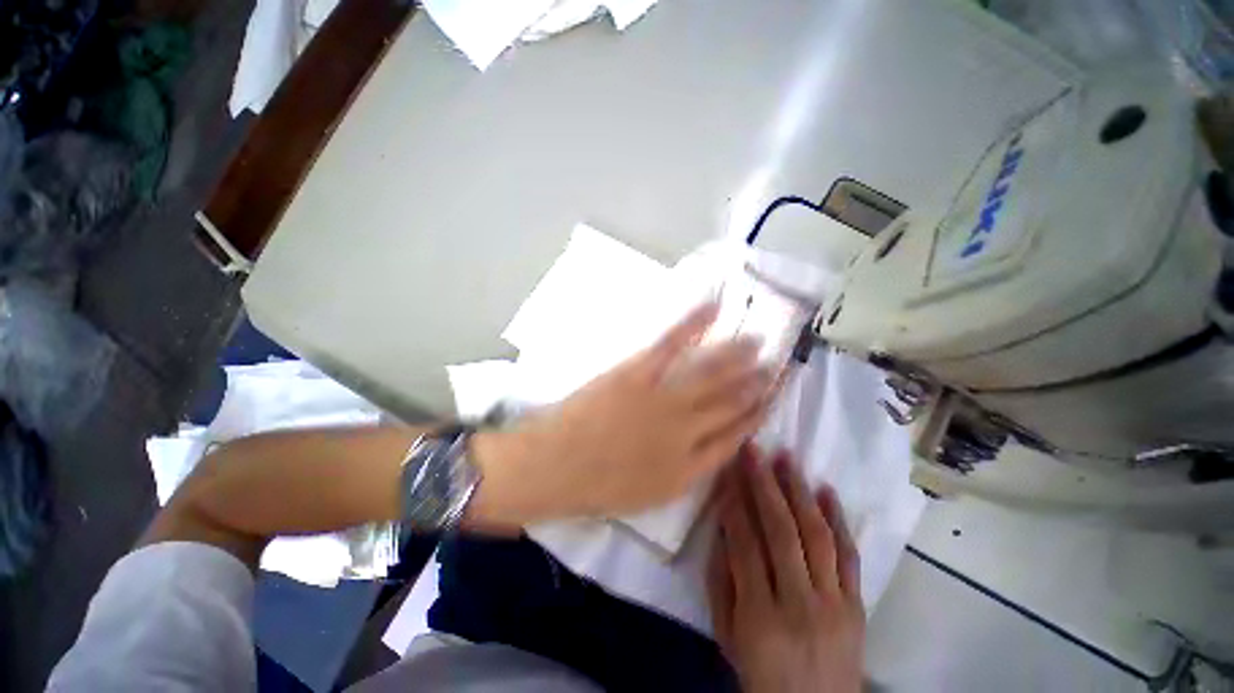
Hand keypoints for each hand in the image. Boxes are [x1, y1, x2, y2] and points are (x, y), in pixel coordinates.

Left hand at [468, 303, 776, 525]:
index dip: (756, 415)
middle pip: (731, 402)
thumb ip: (684, 472)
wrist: (553, 468)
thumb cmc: (595, 487)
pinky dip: (695, 322)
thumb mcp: (649, 495)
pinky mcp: (638, 372)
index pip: (736, 437)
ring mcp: (663, 398)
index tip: (771, 400)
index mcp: (689, 467)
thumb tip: (708, 447)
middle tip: (776, 365)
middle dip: (756, 383)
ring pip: (711, 372)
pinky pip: (673, 343)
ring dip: (737, 355)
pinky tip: (714, 307)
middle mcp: (686, 431)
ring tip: (758, 341)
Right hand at [708, 447, 864, 692]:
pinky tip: (826, 490)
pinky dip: (838, 519)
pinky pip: (849, 555)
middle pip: (781, 532)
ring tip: (787, 459)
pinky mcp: (858, 605)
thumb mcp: (727, 635)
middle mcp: (799, 604)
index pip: (744, 544)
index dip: (735, 503)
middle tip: (754, 450)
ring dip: (799, 491)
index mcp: (759, 616)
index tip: (729, 470)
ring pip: (816, 535)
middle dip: (764, 484)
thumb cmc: (761, 675)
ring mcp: (835, 603)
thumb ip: (721, 581)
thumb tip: (723, 529)